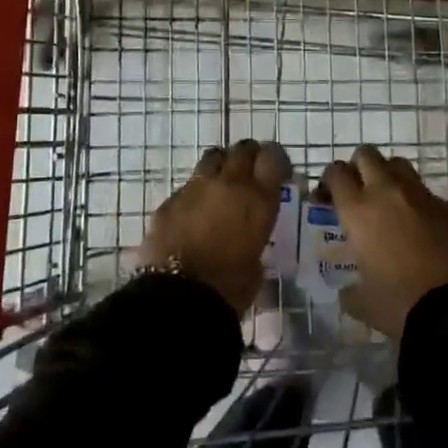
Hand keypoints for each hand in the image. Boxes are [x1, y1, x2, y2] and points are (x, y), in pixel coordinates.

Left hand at [141, 139, 290, 315]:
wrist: (178, 298)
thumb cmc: (228, 289)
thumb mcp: (257, 265)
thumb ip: (256, 239)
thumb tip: (249, 238)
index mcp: (258, 199)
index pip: (273, 157)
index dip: (276, 160)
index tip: (278, 170)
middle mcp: (228, 184)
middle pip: (242, 149)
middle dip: (249, 156)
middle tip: (251, 172)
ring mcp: (195, 188)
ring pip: (213, 157)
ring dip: (221, 165)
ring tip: (222, 184)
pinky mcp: (169, 200)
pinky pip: (187, 185)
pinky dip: (196, 192)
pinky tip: (194, 212)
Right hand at [323, 146, 447, 339]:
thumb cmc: (399, 304)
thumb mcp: (362, 302)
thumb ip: (349, 291)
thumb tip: (347, 291)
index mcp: (358, 210)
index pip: (336, 173)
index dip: (329, 180)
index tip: (328, 196)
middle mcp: (387, 192)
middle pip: (367, 155)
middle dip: (358, 167)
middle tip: (358, 191)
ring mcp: (420, 196)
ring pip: (398, 164)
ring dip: (388, 175)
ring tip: (388, 201)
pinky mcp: (447, 206)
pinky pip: (424, 191)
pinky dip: (415, 200)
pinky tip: (418, 224)